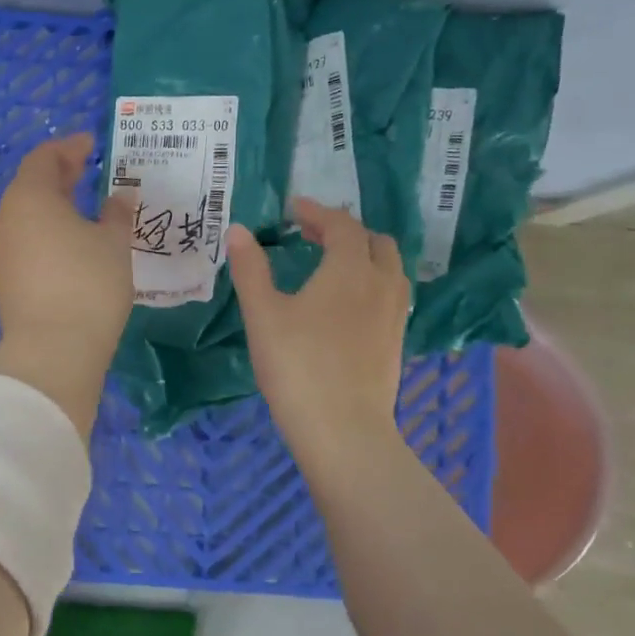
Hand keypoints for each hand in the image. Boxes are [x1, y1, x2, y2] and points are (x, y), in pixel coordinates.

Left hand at [0, 133, 133, 438]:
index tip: (91, 145)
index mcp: (30, 198)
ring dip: (52, 208)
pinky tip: (70, 245)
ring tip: (82, 209)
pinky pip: (26, 244)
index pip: (44, 158)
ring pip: (26, 218)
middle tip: (86, 171)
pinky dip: (46, 234)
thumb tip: (119, 198)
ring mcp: (1, 253)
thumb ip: (117, 214)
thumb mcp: (114, 244)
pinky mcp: (5, 282)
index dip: (69, 148)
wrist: (53, 352)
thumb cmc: (88, 284)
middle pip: (30, 187)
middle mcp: (7, 220)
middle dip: (59, 177)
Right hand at [227, 198, 410, 473]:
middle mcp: (381, 282)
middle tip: (312, 234)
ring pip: (389, 266)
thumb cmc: (296, 365)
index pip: (340, 225)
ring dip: (364, 254)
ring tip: (333, 263)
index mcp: (349, 268)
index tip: (293, 208)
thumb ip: (250, 268)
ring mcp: (394, 313)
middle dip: (344, 230)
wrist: (342, 427)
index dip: (317, 211)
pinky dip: (372, 280)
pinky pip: (391, 292)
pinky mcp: (397, 340)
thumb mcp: (263, 314)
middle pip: (373, 240)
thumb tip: (237, 230)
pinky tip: (348, 302)